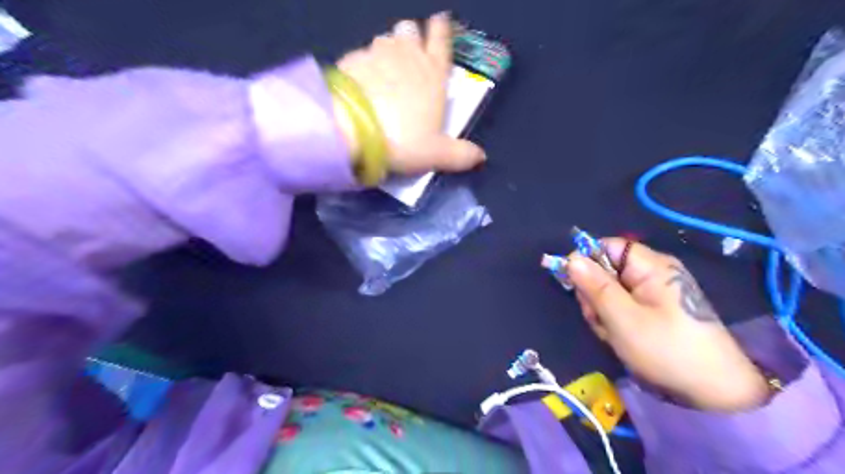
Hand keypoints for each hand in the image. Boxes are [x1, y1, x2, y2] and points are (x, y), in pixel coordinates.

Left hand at [334, 13, 484, 172]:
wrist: (356, 131)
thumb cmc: (405, 140)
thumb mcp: (437, 154)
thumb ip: (460, 155)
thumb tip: (481, 157)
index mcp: (434, 74)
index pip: (442, 41)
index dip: (442, 29)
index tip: (440, 20)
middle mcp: (408, 56)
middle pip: (411, 30)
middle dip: (412, 37)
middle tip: (409, 53)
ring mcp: (377, 54)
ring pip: (385, 39)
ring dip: (388, 49)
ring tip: (384, 69)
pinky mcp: (352, 61)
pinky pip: (361, 55)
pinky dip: (363, 66)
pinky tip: (360, 84)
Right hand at [563, 238, 770, 411]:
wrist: (714, 392)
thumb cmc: (666, 349)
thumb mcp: (623, 318)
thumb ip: (595, 286)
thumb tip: (571, 257)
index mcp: (651, 266)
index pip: (607, 246)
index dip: (587, 261)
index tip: (576, 286)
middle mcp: (651, 273)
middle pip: (605, 269)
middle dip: (594, 294)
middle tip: (600, 319)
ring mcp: (652, 293)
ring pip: (609, 291)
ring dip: (602, 312)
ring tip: (613, 333)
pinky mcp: (652, 310)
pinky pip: (620, 306)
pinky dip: (614, 321)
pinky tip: (620, 338)